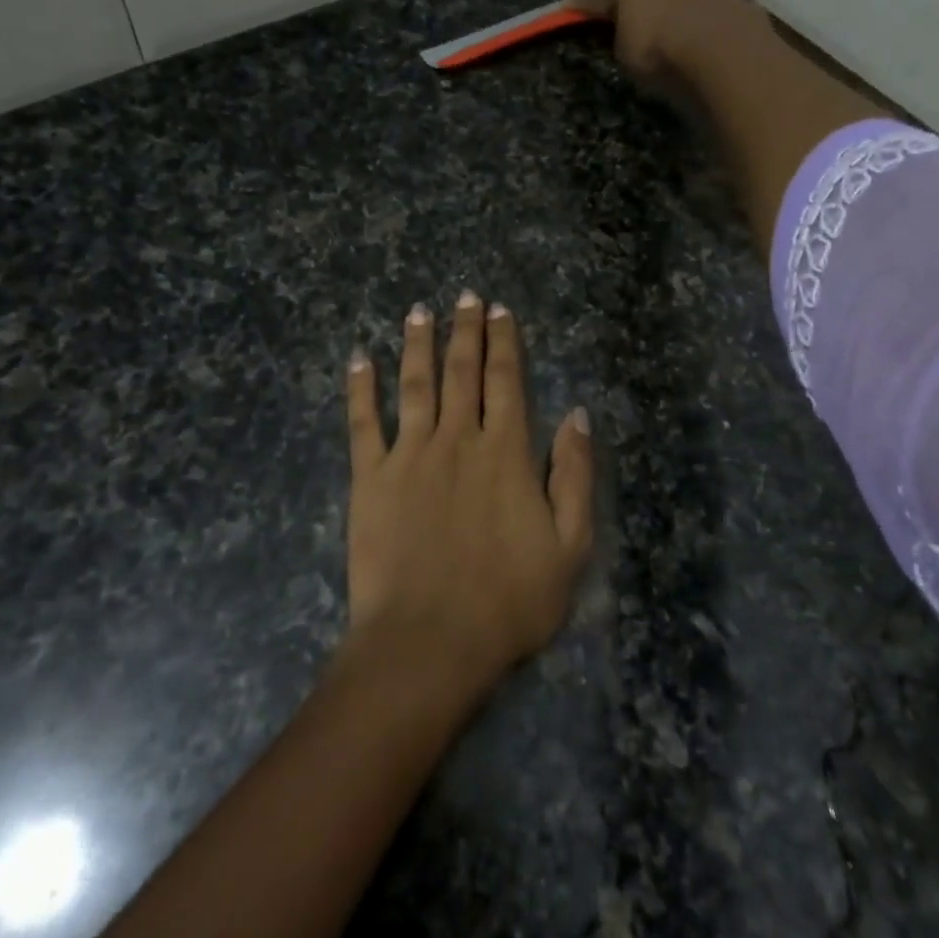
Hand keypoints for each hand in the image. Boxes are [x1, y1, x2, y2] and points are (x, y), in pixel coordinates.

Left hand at [345, 294, 593, 694]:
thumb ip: (574, 475)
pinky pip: (363, 423)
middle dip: (465, 330)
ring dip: (417, 345)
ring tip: (419, 311)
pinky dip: (361, 389)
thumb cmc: (509, 601)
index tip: (499, 311)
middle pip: (462, 372)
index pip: (507, 382)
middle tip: (464, 296)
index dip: (504, 343)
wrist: (429, 641)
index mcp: (506, 452)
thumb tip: (578, 415)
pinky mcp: (370, 479)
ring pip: (415, 385)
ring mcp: (410, 455)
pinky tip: (360, 360)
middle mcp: (457, 440)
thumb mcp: (570, 545)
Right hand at [565, 0, 773, 84]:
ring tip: (668, 30)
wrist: (722, 50)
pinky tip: (697, 36)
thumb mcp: (624, 53)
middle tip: (629, 20)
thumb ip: (620, 35)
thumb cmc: (657, 51)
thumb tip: (625, 30)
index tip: (568, 7)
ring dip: (670, 4)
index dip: (582, 5)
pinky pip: (702, 6)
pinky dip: (696, 17)